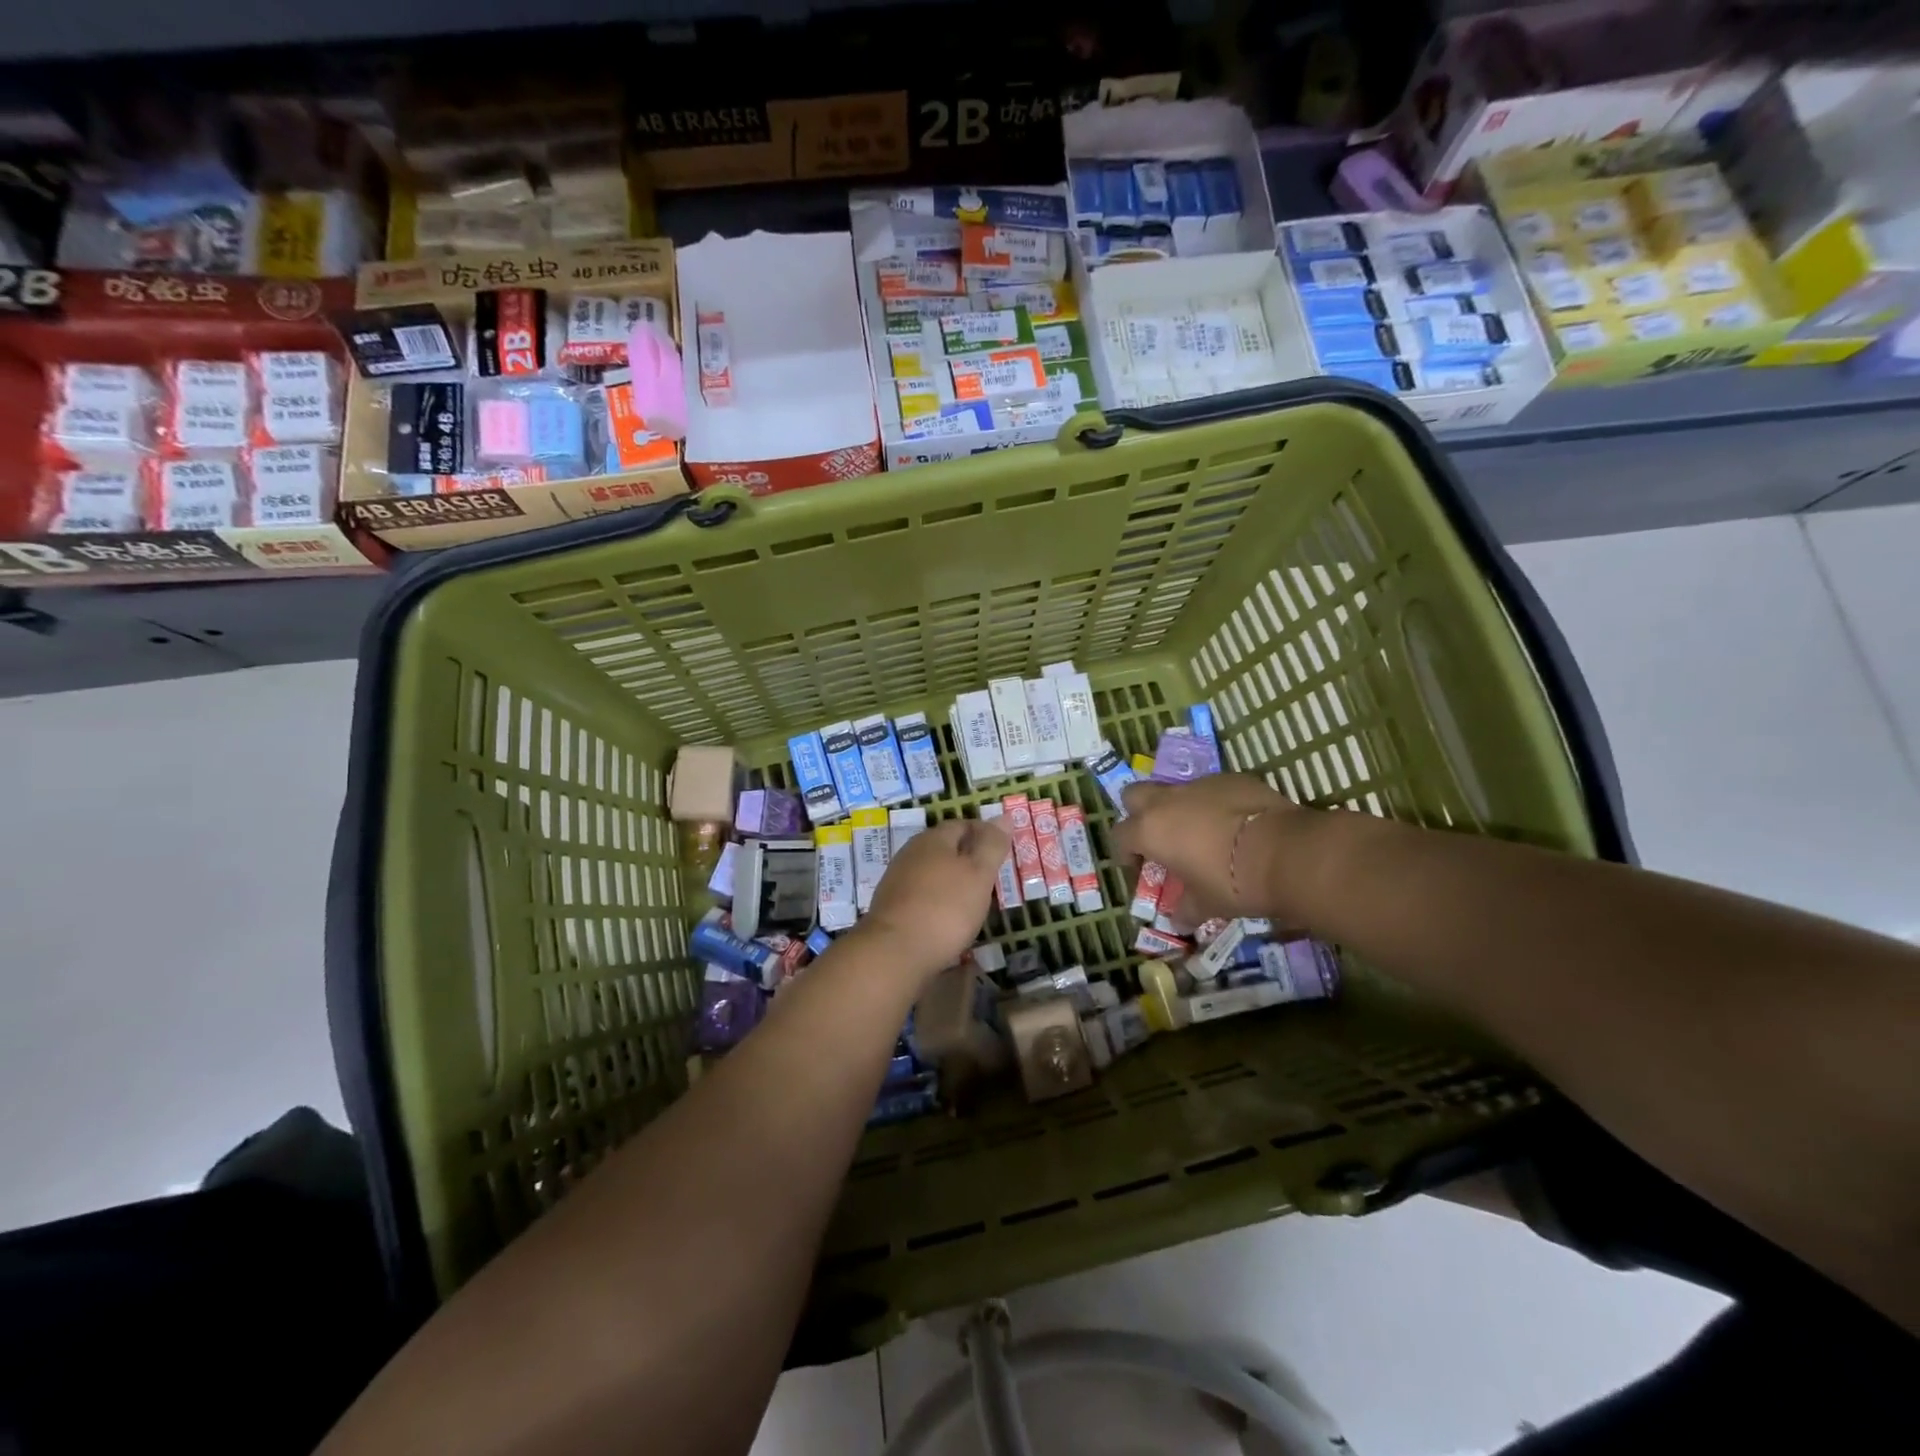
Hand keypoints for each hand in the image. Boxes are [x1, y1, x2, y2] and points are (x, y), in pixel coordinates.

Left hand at [858, 818, 1011, 980]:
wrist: (894, 952)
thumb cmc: (945, 908)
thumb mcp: (979, 874)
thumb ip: (991, 846)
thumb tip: (1003, 816)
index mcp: (933, 839)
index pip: (962, 824)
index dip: (984, 833)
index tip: (1001, 850)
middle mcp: (911, 853)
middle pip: (944, 847)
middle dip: (967, 858)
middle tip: (991, 876)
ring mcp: (897, 880)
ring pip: (932, 872)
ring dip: (952, 881)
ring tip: (973, 899)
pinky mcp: (891, 907)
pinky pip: (921, 895)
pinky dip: (938, 901)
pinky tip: (948, 918)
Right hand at [1114, 775, 1297, 919]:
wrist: (1285, 852)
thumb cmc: (1232, 882)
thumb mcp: (1206, 904)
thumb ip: (1186, 909)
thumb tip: (1179, 921)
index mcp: (1151, 830)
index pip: (1119, 836)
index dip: (1125, 854)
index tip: (1140, 870)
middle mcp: (1168, 801)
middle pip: (1135, 795)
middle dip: (1140, 814)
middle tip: (1159, 839)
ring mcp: (1201, 785)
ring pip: (1177, 790)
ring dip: (1180, 809)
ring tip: (1203, 835)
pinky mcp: (1233, 779)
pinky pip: (1213, 789)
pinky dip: (1215, 804)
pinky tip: (1235, 825)